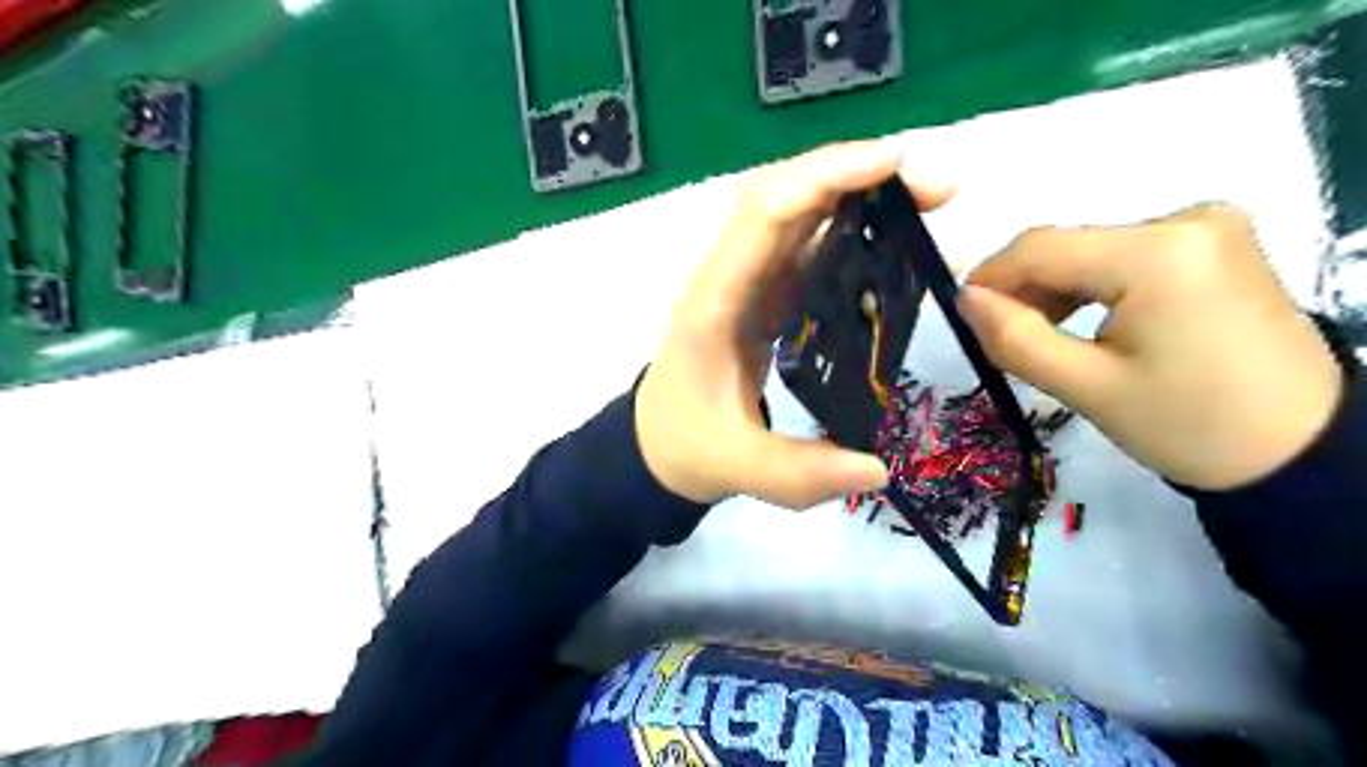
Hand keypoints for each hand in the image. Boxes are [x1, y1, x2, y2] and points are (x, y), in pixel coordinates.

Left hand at [636, 141, 951, 508]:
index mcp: (714, 304)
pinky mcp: (765, 295)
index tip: (893, 167)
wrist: (656, 444)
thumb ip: (800, 474)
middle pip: (783, 196)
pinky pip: (806, 246)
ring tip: (926, 203)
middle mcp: (729, 277)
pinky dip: (849, 230)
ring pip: (796, 213)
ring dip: (856, 194)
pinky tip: (893, 242)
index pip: (762, 216)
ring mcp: (747, 282)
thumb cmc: (686, 445)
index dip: (823, 179)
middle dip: (854, 175)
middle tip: (932, 190)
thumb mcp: (736, 468)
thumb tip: (878, 468)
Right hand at [959, 205, 1343, 489]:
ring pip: (1093, 250)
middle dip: (1025, 289)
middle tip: (1003, 339)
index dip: (989, 277)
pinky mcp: (1216, 245)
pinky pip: (1126, 255)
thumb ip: (1014, 338)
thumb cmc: (1188, 425)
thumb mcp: (1086, 387)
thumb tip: (966, 300)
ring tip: (1043, 338)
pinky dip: (1093, 286)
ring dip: (1056, 289)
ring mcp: (1208, 228)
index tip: (963, 315)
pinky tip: (1086, 323)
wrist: (1300, 450)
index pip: (1041, 247)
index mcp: (1158, 252)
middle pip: (1068, 246)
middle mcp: (1187, 220)